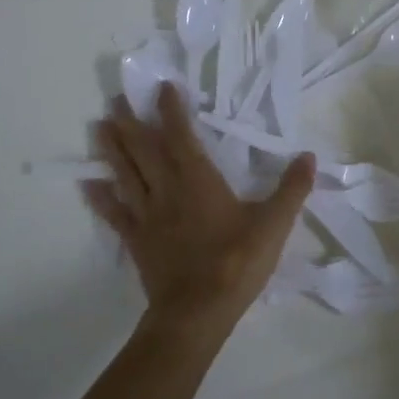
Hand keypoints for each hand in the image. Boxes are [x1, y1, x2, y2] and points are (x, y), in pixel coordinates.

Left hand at [84, 83, 315, 339]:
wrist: (197, 311)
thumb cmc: (236, 263)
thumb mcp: (274, 225)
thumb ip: (292, 189)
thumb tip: (309, 156)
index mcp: (199, 180)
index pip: (181, 136)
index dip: (171, 110)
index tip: (162, 86)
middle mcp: (168, 189)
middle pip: (144, 149)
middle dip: (132, 121)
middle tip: (117, 97)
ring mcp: (148, 215)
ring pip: (126, 174)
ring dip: (112, 148)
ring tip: (99, 125)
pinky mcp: (136, 240)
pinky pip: (115, 213)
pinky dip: (101, 198)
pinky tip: (89, 185)